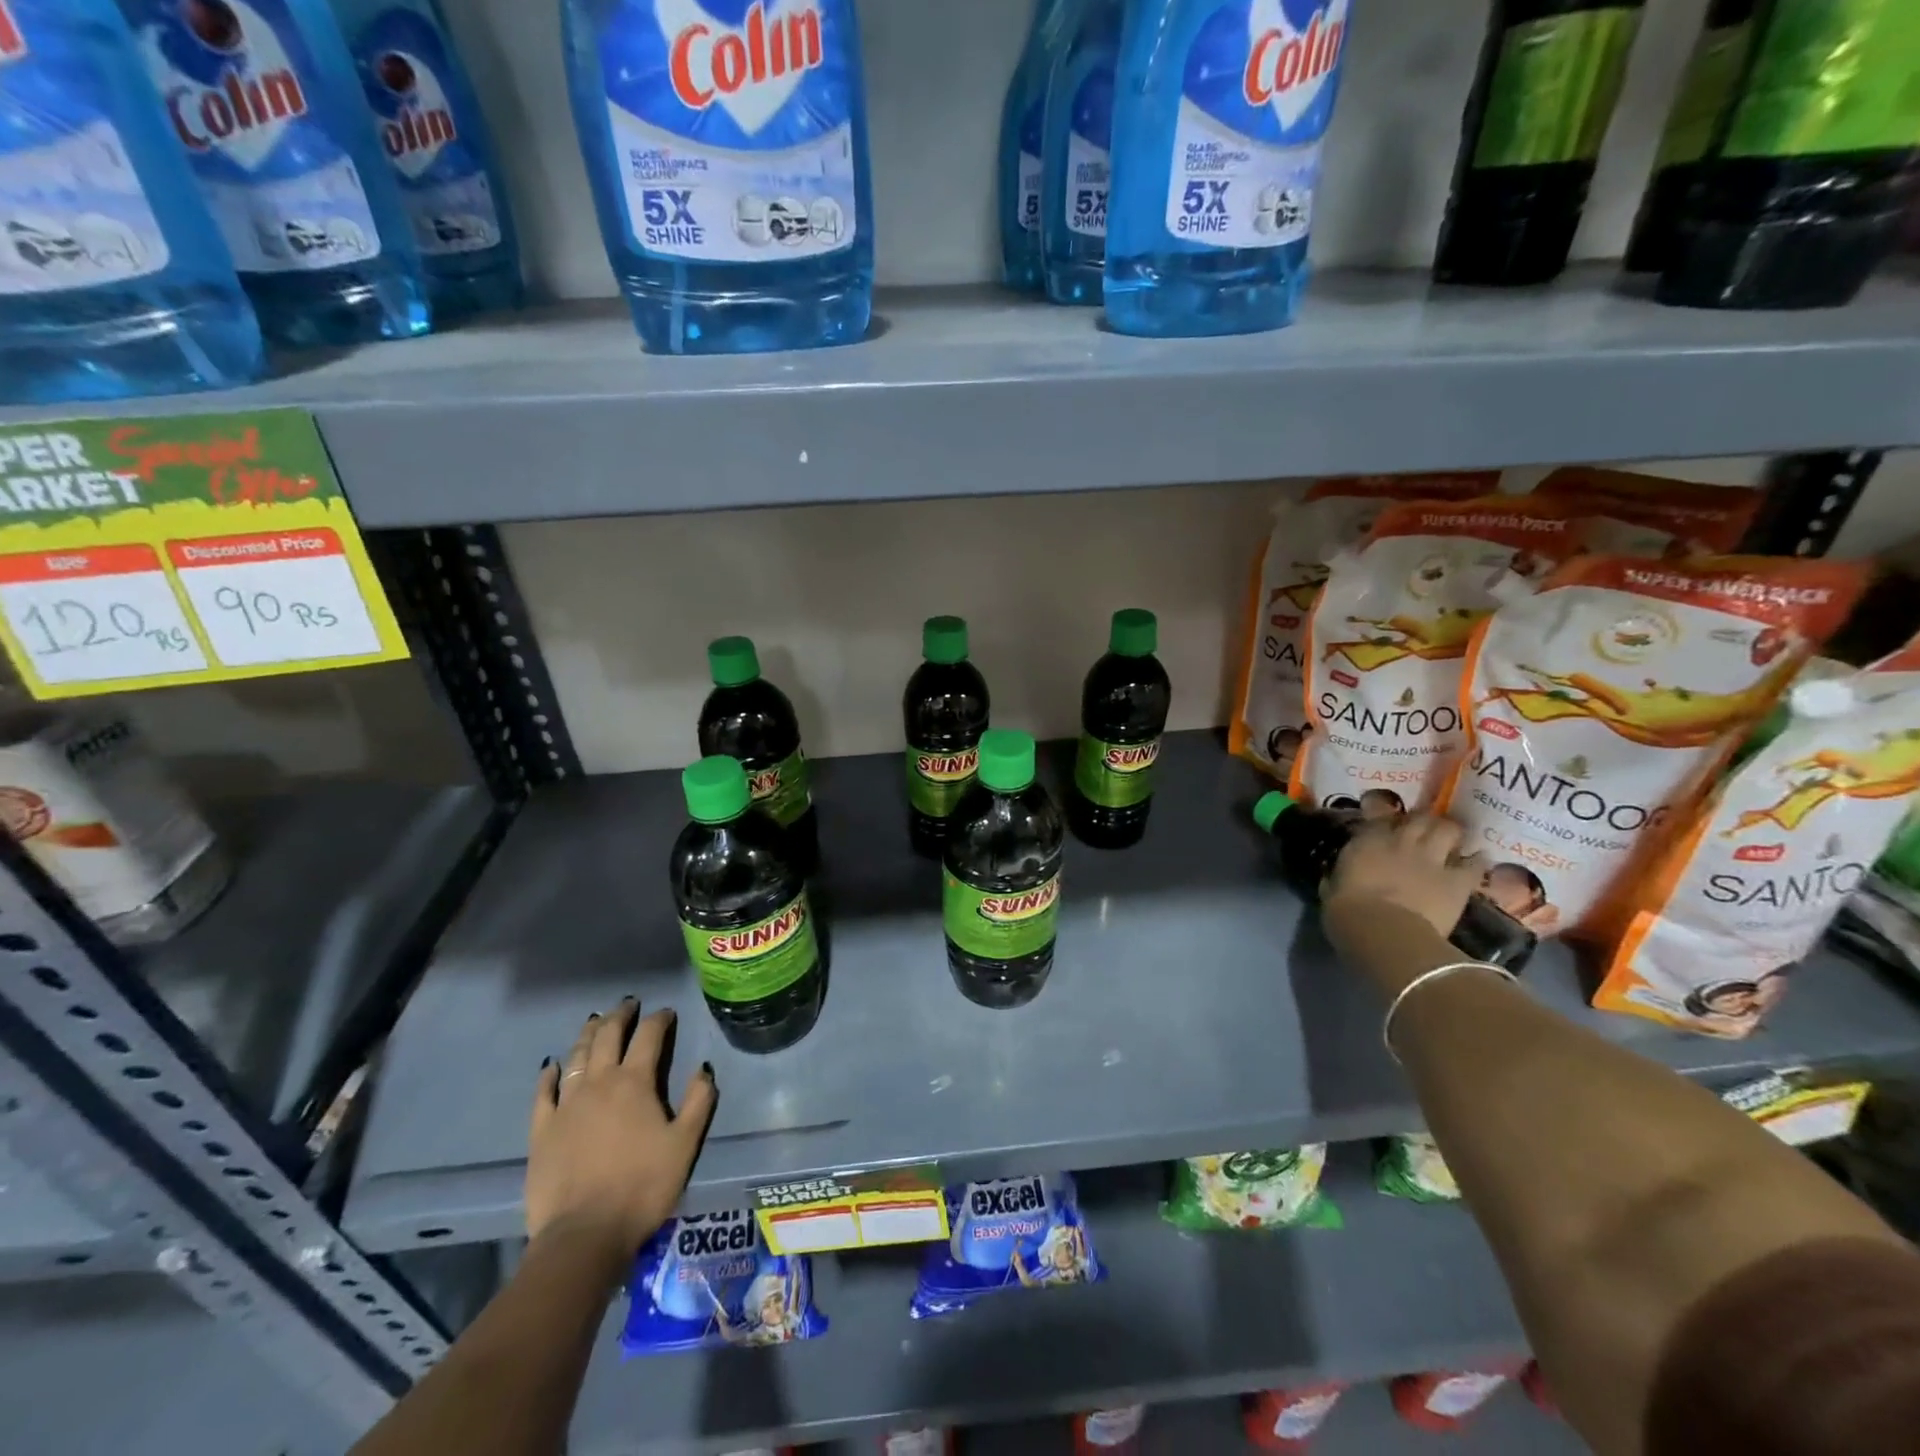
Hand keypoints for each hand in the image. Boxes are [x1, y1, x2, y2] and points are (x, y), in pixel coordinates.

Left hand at [527, 998, 716, 1266]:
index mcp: (635, 1082)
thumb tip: (703, 1068)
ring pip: (576, 1056)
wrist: (584, 1235)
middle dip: (620, 1016)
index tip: (667, 1013)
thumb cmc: (643, 1186)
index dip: (659, 1019)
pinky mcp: (541, 1130)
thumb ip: (699, 1101)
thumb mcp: (686, 1144)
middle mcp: (599, 1082)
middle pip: (608, 1036)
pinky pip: (543, 1092)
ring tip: (595, 1021)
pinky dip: (548, 1074)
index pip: (649, 1036)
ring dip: (588, 1034)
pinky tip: (551, 1065)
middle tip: (628, 1004)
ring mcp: (566, 1104)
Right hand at [1320, 813, 1484, 993]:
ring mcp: (1432, 859)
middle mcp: (1402, 841)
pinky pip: (1475, 864)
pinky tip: (1476, 862)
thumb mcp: (1331, 890)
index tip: (1382, 821)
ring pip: (1449, 829)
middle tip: (1421, 829)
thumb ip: (1337, 877)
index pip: (1378, 815)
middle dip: (1422, 821)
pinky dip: (1476, 861)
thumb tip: (1335, 876)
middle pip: (1420, 817)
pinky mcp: (1458, 881)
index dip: (1382, 815)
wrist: (1385, 933)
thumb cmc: (1348, 912)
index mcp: (1367, 841)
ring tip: (1448, 840)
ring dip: (1449, 833)